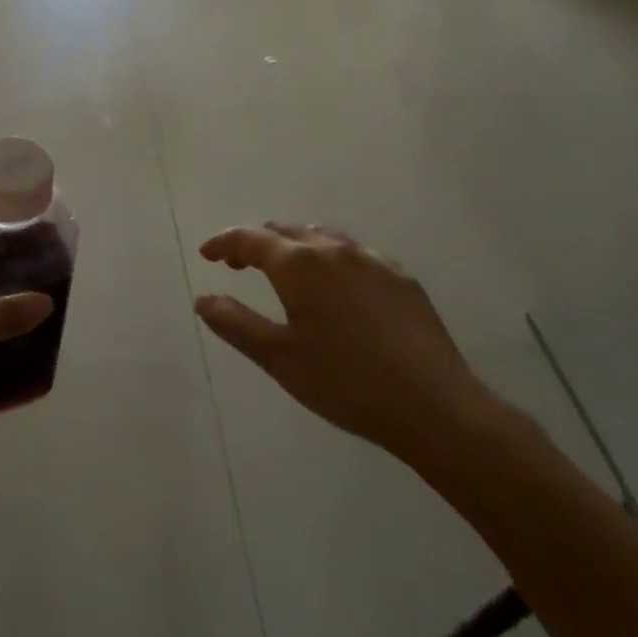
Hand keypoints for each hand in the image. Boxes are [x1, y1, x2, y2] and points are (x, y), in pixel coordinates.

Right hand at [195, 223, 502, 470]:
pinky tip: (338, 289)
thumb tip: (203, 298)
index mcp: (299, 264)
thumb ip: (235, 323)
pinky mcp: (401, 278)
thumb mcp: (279, 358)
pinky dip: (331, 260)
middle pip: (286, 231)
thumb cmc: (345, 382)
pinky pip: (355, 255)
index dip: (223, 242)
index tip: (206, 254)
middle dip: (257, 242)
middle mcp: (334, 249)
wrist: (434, 406)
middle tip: (240, 265)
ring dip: (295, 246)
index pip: (250, 238)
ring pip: (323, 237)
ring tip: (286, 271)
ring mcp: (373, 260)